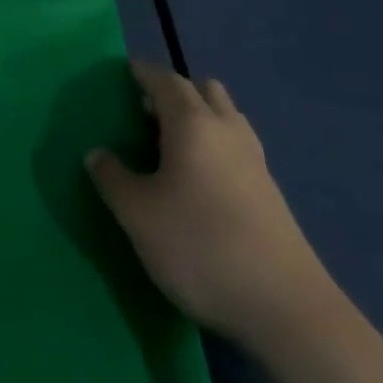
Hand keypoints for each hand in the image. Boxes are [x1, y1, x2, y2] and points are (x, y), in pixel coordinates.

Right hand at [87, 61, 333, 347]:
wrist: (286, 309)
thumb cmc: (200, 247)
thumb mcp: (138, 215)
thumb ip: (112, 178)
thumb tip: (97, 153)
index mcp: (192, 123)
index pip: (165, 79)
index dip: (143, 72)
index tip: (124, 72)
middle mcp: (226, 129)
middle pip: (202, 89)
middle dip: (174, 91)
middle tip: (145, 112)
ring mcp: (254, 160)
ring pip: (225, 116)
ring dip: (198, 116)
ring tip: (170, 144)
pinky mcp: (270, 191)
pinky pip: (236, 145)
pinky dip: (215, 143)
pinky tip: (199, 178)